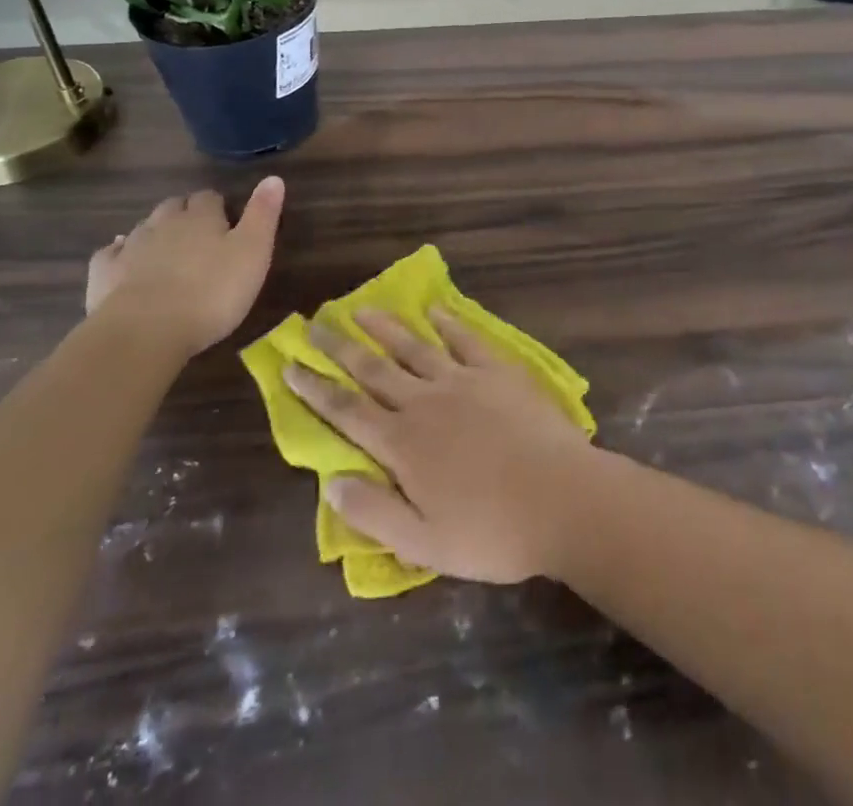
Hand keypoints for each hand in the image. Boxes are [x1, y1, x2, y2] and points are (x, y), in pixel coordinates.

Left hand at [85, 179, 284, 355]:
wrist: (145, 332)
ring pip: (144, 227)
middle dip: (186, 214)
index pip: (209, 197)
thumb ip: (263, 214)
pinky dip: (119, 253)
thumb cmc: (211, 292)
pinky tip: (124, 262)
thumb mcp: (253, 252)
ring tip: (167, 250)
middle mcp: (164, 222)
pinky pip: (111, 253)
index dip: (219, 206)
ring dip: (156, 233)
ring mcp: (130, 246)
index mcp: (201, 217)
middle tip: (200, 236)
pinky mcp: (104, 272)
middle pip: (174, 207)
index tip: (228, 222)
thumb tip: (273, 177)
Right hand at [286, 307, 594, 583]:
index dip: (316, 389)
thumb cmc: (491, 532)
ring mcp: (463, 381)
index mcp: (402, 445)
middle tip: (315, 325)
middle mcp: (425, 402)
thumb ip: (373, 512)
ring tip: (361, 309)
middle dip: (340, 348)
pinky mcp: (498, 371)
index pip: (346, 411)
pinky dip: (448, 322)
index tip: (291, 366)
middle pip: (373, 370)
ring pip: (414, 346)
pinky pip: (466, 339)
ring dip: (385, 327)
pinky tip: (435, 310)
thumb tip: (331, 483)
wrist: (561, 497)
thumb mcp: (422, 544)